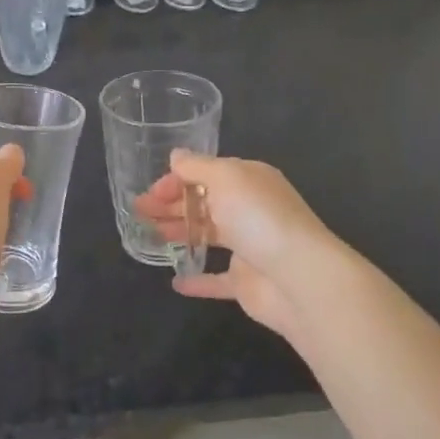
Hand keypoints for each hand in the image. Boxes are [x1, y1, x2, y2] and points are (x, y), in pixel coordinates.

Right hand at [135, 151, 343, 339]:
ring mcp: (248, 246)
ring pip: (207, 235)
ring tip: (147, 236)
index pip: (205, 174)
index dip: (175, 180)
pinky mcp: (246, 282)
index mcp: (248, 180)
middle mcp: (249, 209)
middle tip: (138, 212)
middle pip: (203, 202)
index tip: (150, 193)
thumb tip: (176, 156)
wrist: (300, 278)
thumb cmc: (259, 218)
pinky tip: (176, 281)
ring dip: (178, 232)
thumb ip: (197, 167)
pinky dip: (197, 279)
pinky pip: (217, 280)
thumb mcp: (226, 179)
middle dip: (170, 204)